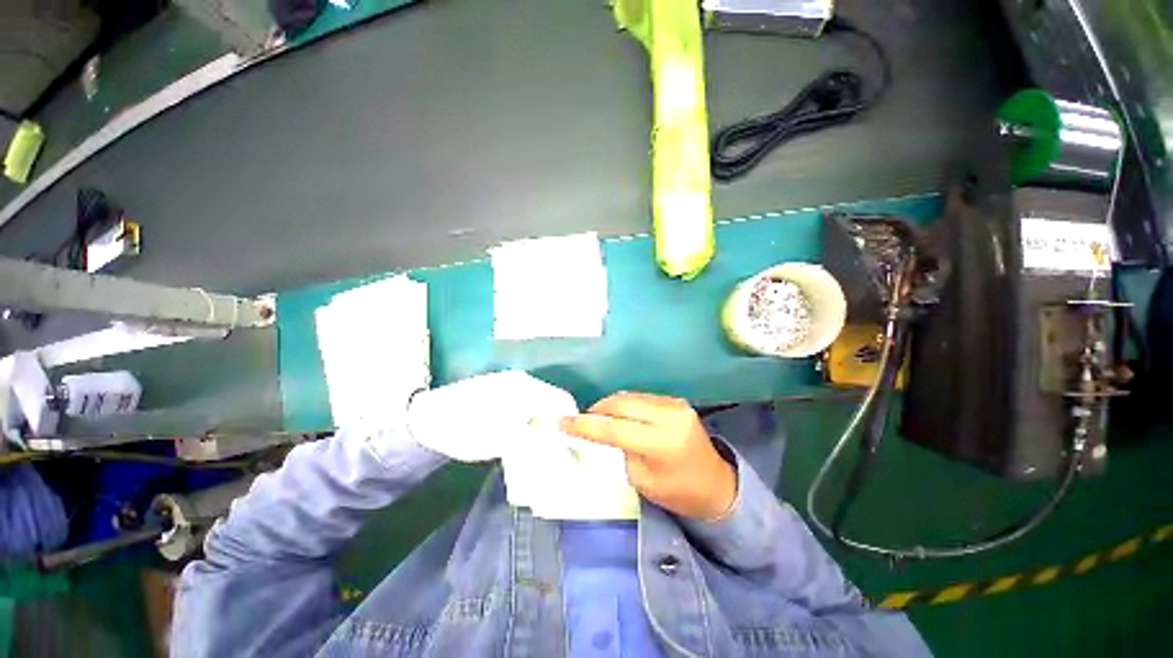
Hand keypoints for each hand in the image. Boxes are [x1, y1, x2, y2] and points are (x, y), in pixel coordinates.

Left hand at [409, 371, 577, 461]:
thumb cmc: (461, 429)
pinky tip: (526, 432)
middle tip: (558, 446)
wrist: (425, 418)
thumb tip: (558, 447)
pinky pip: (529, 401)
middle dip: (560, 423)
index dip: (572, 422)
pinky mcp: (503, 389)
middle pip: (554, 400)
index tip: (572, 443)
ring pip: (542, 401)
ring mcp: (512, 382)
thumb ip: (532, 441)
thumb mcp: (498, 440)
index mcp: (524, 388)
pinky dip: (534, 417)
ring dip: (547, 421)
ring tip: (543, 443)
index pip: (562, 400)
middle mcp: (522, 380)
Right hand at [560, 392, 736, 519]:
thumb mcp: (642, 480)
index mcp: (662, 443)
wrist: (717, 484)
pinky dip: (625, 405)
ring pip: (630, 397)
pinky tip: (619, 415)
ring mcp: (675, 404)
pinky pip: (642, 398)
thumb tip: (599, 432)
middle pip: (622, 404)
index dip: (586, 425)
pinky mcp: (676, 401)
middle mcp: (670, 416)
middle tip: (580, 420)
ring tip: (597, 418)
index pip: (615, 428)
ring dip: (610, 406)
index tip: (563, 422)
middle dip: (597, 410)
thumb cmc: (679, 493)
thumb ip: (619, 451)